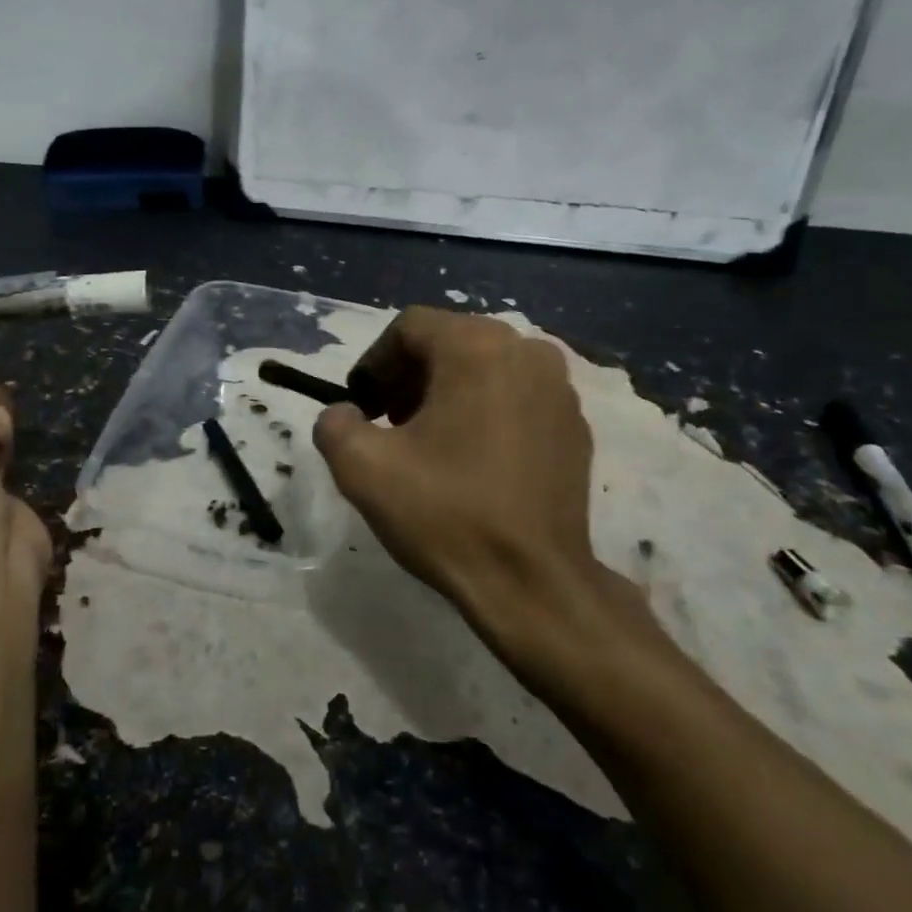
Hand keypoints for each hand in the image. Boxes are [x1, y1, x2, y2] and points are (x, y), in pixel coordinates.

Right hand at [313, 307, 656, 678]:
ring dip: (448, 392)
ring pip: (486, 367)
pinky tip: (473, 460)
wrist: (533, 583)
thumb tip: (345, 414)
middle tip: (388, 423)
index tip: (362, 406)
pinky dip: (486, 411)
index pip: (409, 328)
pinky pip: (517, 397)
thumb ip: (335, 423)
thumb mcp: (361, 467)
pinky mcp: (575, 425)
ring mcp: (559, 389)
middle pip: (450, 342)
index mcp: (477, 347)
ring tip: (428, 443)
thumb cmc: (446, 513)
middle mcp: (526, 352)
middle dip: (409, 376)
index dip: (374, 363)